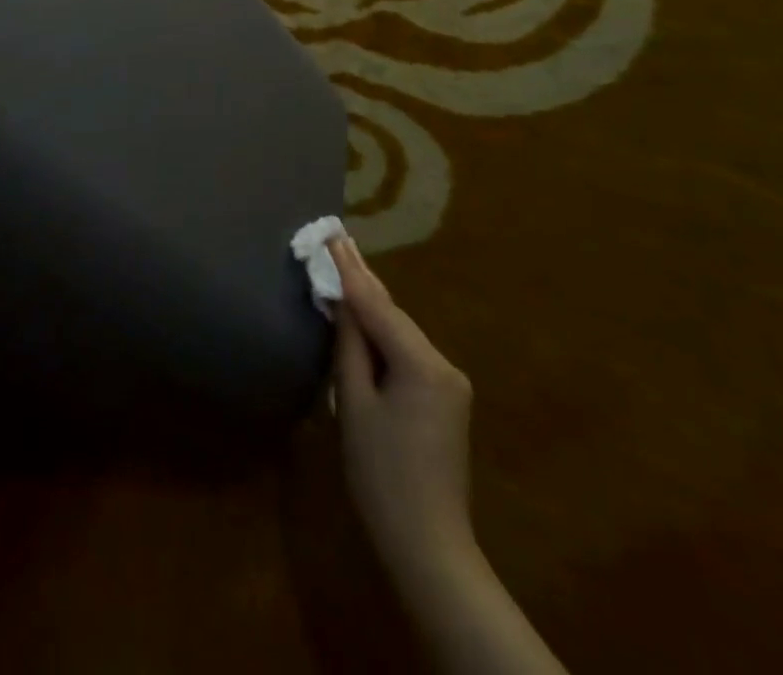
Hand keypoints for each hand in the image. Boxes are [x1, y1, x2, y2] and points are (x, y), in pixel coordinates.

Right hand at [332, 237, 477, 592]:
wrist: (428, 546)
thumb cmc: (382, 476)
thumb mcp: (354, 405)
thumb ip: (349, 347)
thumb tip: (342, 304)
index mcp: (422, 364)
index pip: (377, 305)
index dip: (350, 270)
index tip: (332, 235)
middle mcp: (444, 364)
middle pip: (394, 314)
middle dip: (363, 280)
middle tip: (338, 240)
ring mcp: (450, 382)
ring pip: (402, 332)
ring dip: (373, 306)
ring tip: (346, 268)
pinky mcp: (446, 398)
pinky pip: (409, 352)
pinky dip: (385, 334)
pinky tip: (366, 316)